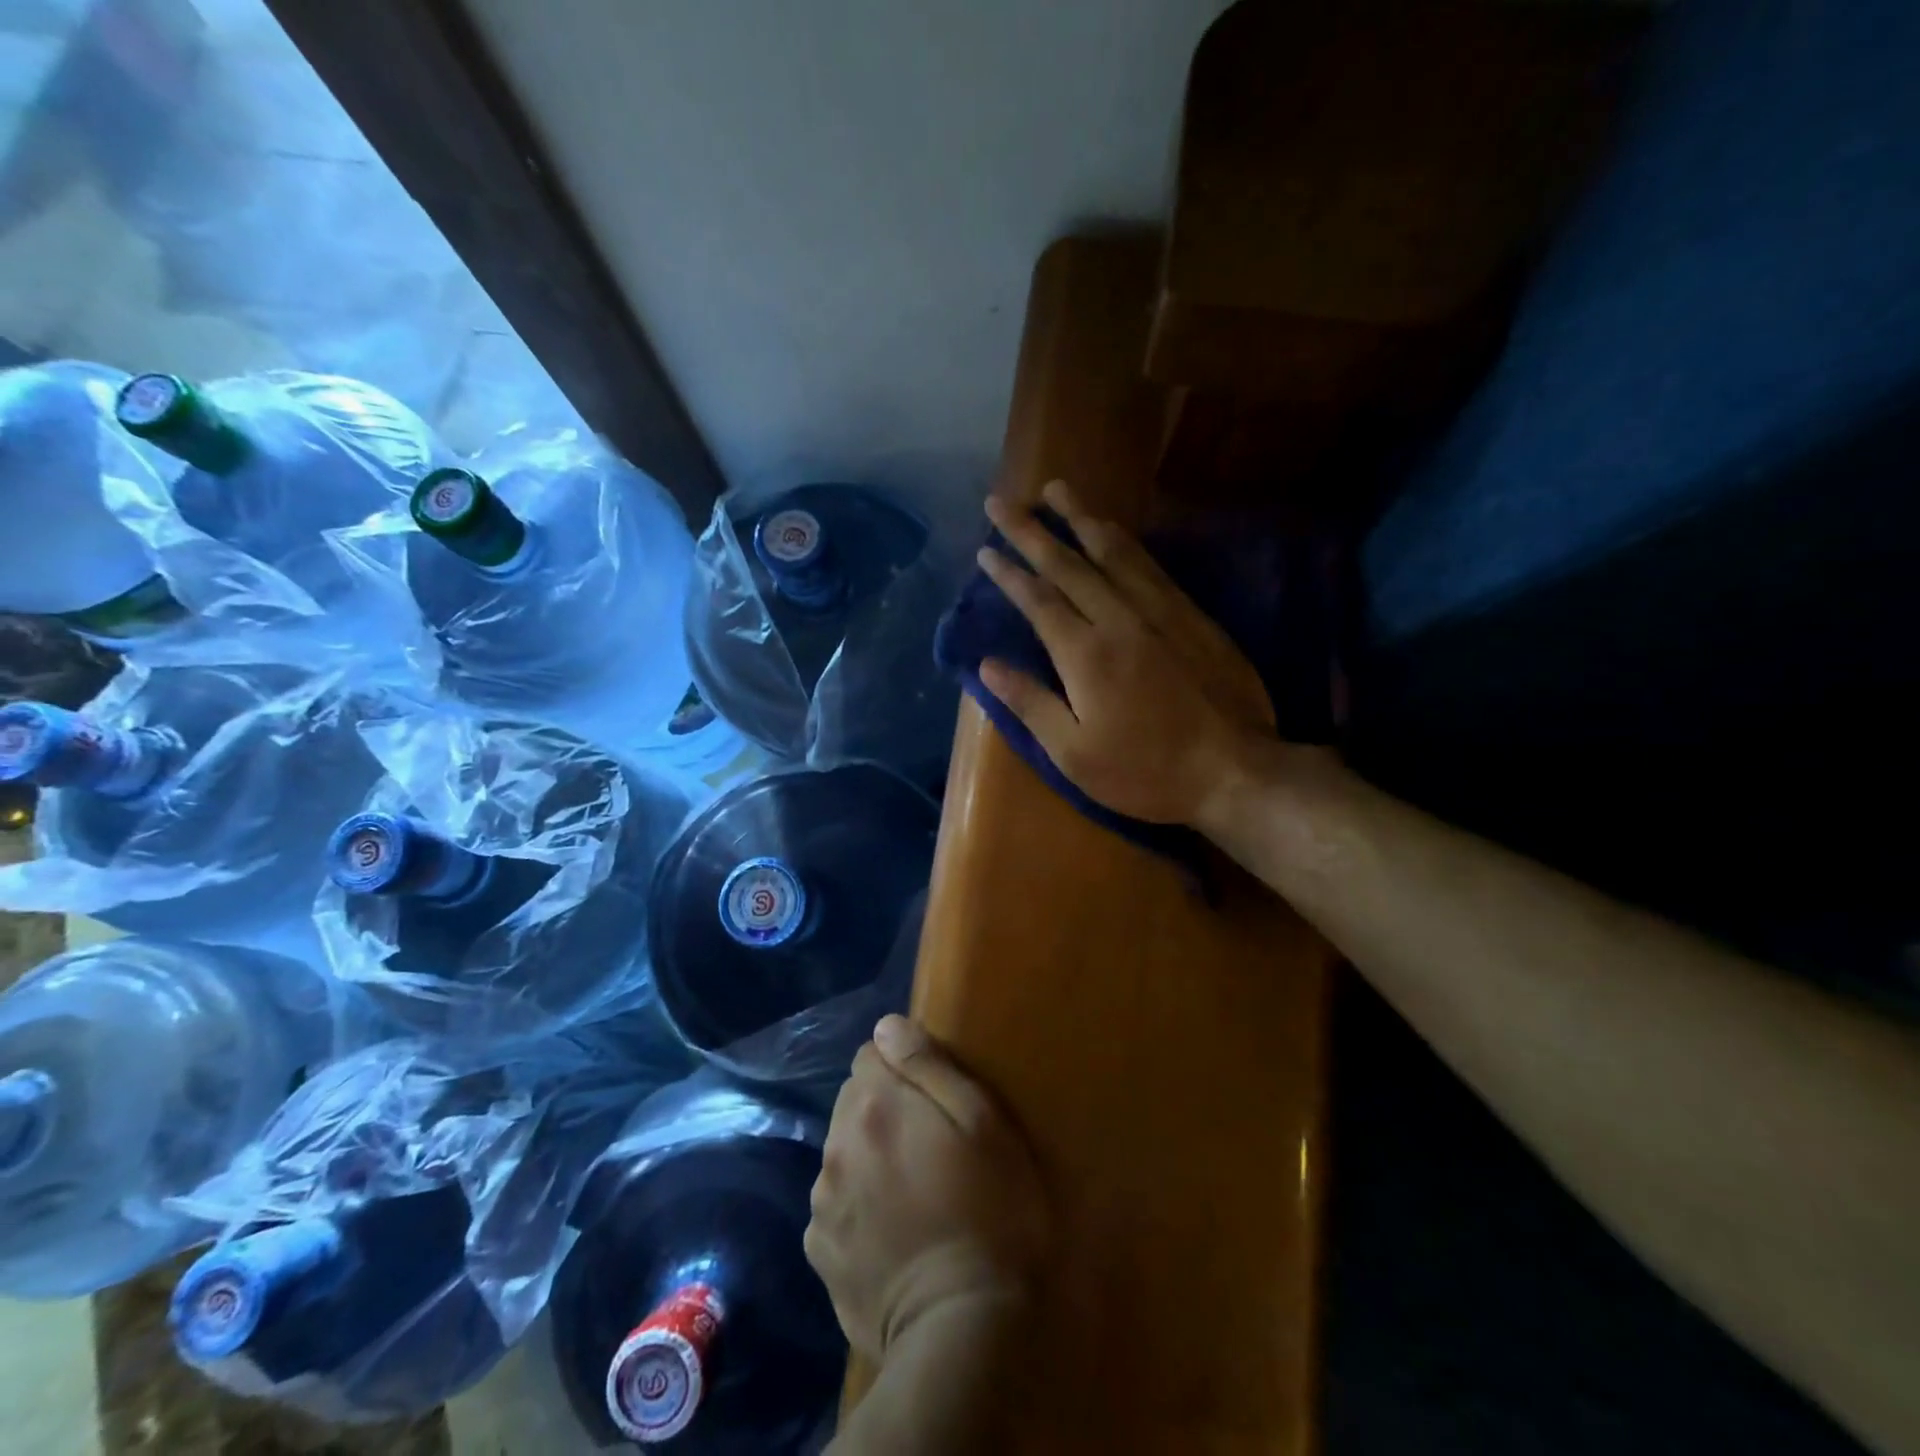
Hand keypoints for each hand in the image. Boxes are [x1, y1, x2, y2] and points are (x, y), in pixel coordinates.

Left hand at [806, 1016, 1050, 1361]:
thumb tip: (887, 1026)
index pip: (872, 1052)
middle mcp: (837, 1143)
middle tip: (930, 1144)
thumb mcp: (982, 1121)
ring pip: (843, 1151)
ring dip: (868, 1155)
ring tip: (912, 1190)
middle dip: (884, 1108)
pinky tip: (892, 1231)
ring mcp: (822, 1201)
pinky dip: (857, 1204)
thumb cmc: (991, 1211)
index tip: (934, 1098)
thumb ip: (928, 1065)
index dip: (904, 1067)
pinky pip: (835, 1204)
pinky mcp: (820, 1251)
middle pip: (854, 1100)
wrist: (962, 1331)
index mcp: (875, 1104)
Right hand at [976, 480, 1273, 825]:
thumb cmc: (1145, 772)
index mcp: (1085, 654)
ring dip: (1080, 517)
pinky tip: (1113, 529)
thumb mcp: (1074, 754)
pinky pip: (1150, 565)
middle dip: (1031, 530)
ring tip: (1056, 489)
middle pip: (1068, 563)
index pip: (1038, 599)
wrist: (1233, 770)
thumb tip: (987, 664)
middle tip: (1002, 501)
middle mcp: (1119, 619)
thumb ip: (1030, 703)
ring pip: (1113, 551)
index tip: (985, 548)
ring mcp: (1160, 612)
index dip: (1008, 572)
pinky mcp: (1191, 615)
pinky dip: (1125, 540)